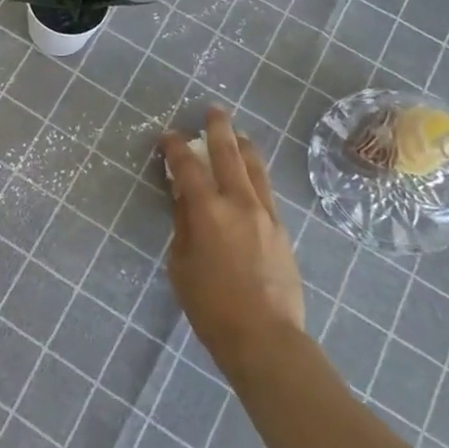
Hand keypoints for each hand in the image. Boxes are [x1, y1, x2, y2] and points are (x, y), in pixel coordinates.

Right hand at [161, 108, 304, 360]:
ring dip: (243, 146)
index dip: (174, 147)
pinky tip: (251, 176)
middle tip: (213, 111)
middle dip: (218, 128)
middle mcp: (239, 203)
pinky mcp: (282, 230)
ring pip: (255, 168)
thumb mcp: (181, 263)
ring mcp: (266, 214)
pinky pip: (267, 190)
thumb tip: (185, 198)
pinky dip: (255, 174)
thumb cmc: (210, 305)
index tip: (167, 136)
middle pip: (229, 154)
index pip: (188, 166)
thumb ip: (183, 224)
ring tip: (237, 134)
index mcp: (208, 211)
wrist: (265, 336)